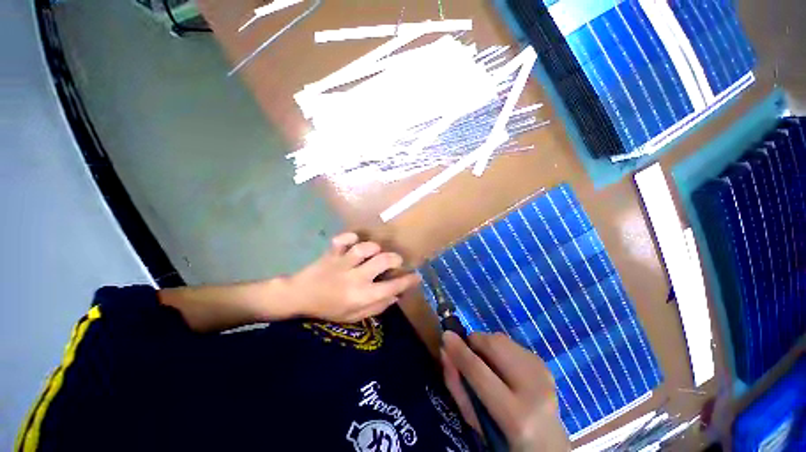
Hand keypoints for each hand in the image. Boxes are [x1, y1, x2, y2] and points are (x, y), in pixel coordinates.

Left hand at [282, 232, 420, 322]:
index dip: (407, 281)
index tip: (416, 276)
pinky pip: (341, 240)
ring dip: (374, 248)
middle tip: (396, 261)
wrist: (299, 297)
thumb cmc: (328, 309)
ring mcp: (342, 263)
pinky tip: (354, 240)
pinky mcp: (332, 253)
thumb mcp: (354, 316)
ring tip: (376, 252)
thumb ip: (376, 307)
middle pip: (381, 262)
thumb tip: (395, 296)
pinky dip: (350, 237)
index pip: (391, 287)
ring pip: (364, 249)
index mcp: (361, 296)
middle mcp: (355, 277)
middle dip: (394, 259)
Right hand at [441, 332, 569, 451]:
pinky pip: (510, 342)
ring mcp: (542, 373)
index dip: (460, 351)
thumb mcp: (476, 421)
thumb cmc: (504, 438)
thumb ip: (457, 386)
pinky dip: (499, 349)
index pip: (480, 372)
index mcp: (516, 415)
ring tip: (486, 364)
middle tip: (468, 355)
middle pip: (494, 345)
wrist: (548, 444)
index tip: (445, 335)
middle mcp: (534, 389)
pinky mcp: (544, 363)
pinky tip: (502, 367)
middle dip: (475, 343)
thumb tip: (445, 351)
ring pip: (501, 339)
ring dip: (486, 345)